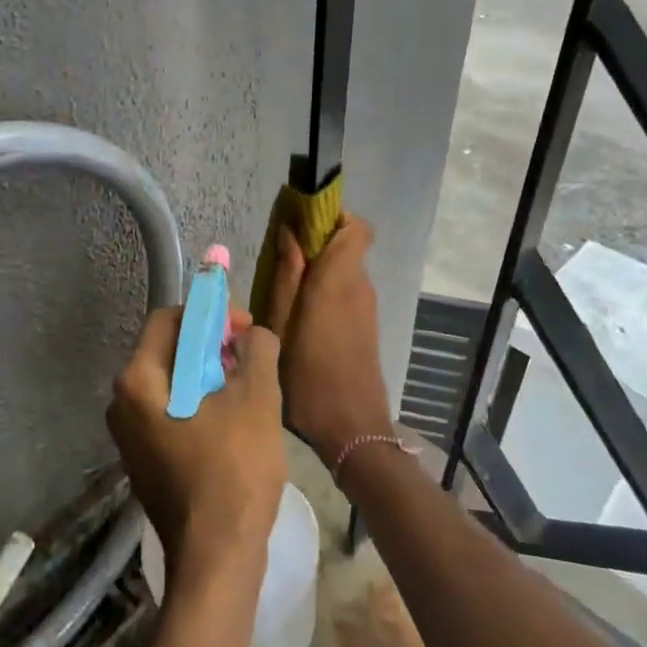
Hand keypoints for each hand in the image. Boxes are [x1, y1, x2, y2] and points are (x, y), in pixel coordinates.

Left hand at [107, 308, 286, 579]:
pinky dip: (199, 404)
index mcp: (137, 381)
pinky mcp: (144, 461)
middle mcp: (121, 403)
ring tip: (247, 389)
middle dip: (211, 346)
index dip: (208, 314)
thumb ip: (257, 350)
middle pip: (168, 351)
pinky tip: (232, 422)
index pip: (168, 319)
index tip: (245, 329)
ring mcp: (129, 436)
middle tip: (250, 358)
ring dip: (209, 376)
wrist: (216, 559)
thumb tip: (253, 333)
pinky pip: (170, 412)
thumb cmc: (234, 471)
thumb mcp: (257, 399)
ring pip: (172, 383)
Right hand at [262, 214, 391, 468]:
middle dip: (317, 243)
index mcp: (339, 279)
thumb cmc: (308, 375)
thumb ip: (287, 276)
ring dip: (319, 269)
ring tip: (283, 290)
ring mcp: (366, 307)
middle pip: (346, 245)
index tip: (301, 223)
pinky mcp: (366, 326)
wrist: (352, 429)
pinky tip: (300, 316)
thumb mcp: (281, 325)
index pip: (357, 227)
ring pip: (345, 269)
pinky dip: (326, 290)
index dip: (333, 217)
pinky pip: (347, 291)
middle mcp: (359, 286)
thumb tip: (290, 232)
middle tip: (279, 258)